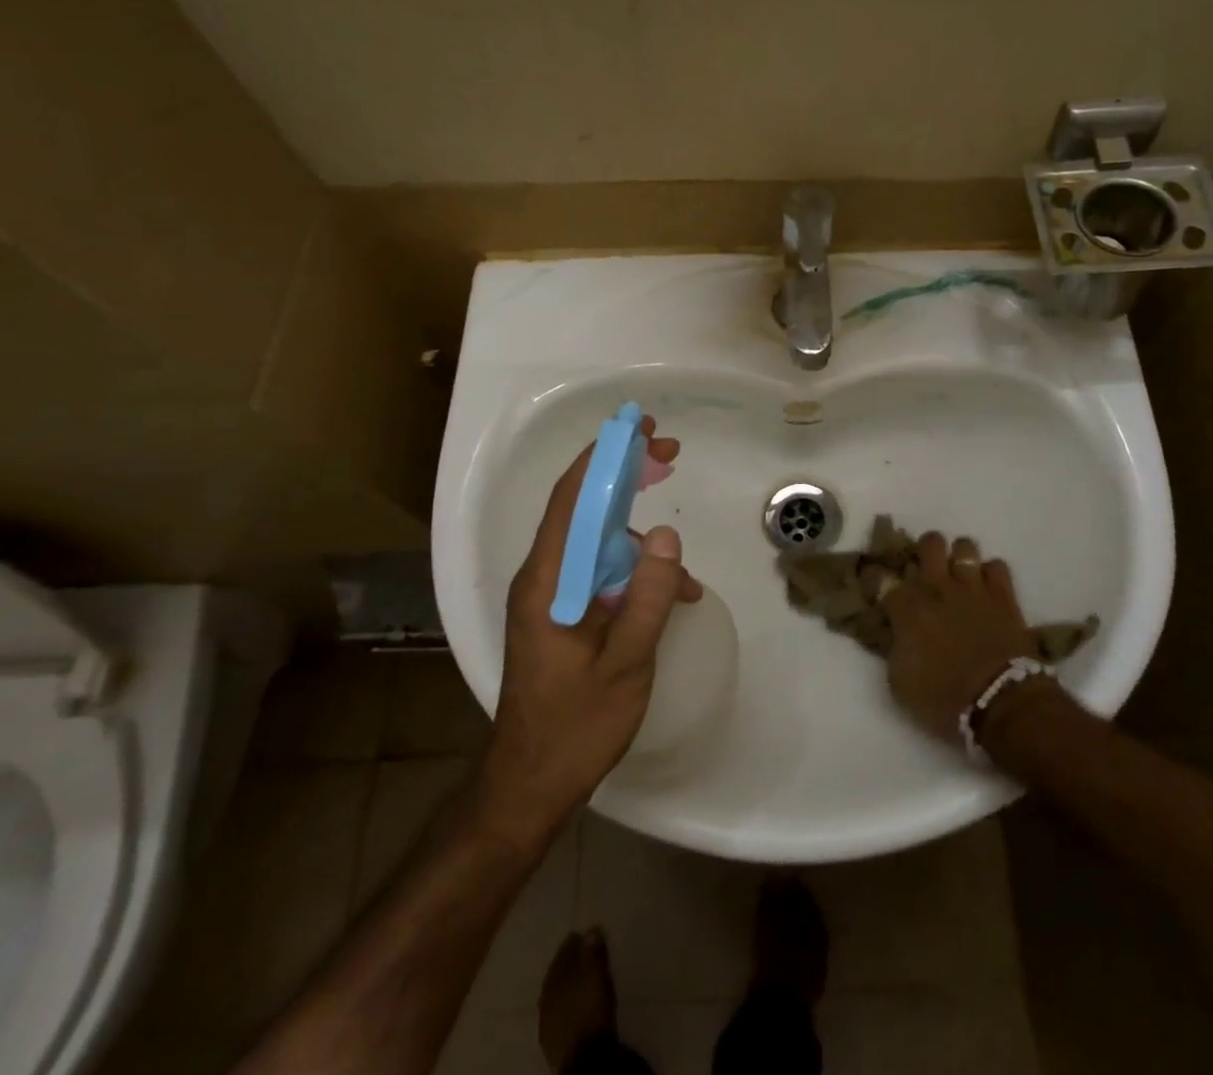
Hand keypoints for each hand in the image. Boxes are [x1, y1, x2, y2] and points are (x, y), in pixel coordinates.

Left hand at [477, 418, 700, 835]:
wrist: (530, 785)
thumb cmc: (574, 726)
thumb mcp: (624, 663)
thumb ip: (646, 597)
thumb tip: (666, 535)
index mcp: (547, 580)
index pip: (571, 498)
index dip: (604, 455)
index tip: (638, 427)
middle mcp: (544, 576)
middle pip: (583, 506)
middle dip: (625, 475)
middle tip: (669, 451)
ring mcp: (553, 595)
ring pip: (598, 541)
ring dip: (639, 536)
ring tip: (683, 563)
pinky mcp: (565, 613)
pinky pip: (603, 575)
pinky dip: (637, 575)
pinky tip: (675, 599)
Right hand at [885, 532, 1037, 743]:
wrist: (1000, 703)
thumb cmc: (944, 700)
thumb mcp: (900, 684)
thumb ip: (895, 650)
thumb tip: (897, 634)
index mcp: (907, 610)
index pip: (880, 577)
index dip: (874, 576)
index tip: (875, 582)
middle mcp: (938, 589)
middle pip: (929, 544)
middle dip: (925, 551)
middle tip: (926, 569)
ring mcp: (973, 588)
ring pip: (964, 546)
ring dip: (960, 558)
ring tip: (960, 574)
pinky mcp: (1003, 596)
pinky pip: (997, 565)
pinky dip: (991, 574)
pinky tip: (988, 588)